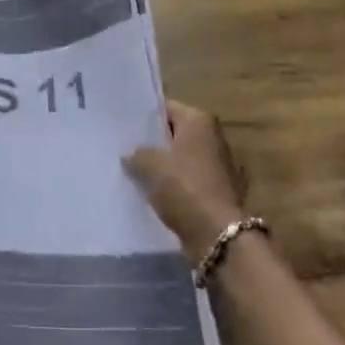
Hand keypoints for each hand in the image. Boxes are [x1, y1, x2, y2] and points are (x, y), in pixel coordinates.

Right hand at [123, 99, 247, 261]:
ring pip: (182, 160)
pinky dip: (177, 187)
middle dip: (154, 143)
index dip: (145, 118)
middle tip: (126, 150)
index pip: (166, 108)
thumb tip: (130, 153)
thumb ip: (137, 154)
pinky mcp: (220, 192)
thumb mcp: (151, 166)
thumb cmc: (185, 189)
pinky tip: (156, 196)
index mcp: (200, 121)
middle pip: (176, 134)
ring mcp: (220, 166)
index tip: (124, 128)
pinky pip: (191, 182)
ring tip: (135, 174)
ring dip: (165, 168)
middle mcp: (214, 138)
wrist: (219, 236)